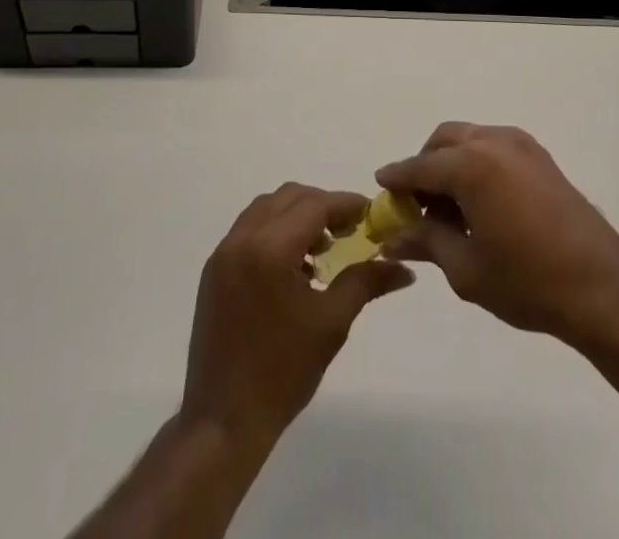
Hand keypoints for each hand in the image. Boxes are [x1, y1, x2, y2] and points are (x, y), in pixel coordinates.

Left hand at [181, 183, 413, 444]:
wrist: (223, 421)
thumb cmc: (282, 372)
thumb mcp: (331, 324)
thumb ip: (366, 282)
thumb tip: (405, 269)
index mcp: (270, 249)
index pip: (315, 205)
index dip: (346, 204)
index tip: (371, 213)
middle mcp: (242, 239)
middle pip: (290, 197)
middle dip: (322, 206)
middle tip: (349, 231)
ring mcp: (223, 253)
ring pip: (267, 208)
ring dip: (297, 216)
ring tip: (321, 250)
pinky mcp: (213, 269)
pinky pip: (249, 229)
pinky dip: (275, 231)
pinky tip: (294, 266)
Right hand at [376, 124, 618, 348]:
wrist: (601, 288)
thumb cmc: (527, 282)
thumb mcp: (466, 269)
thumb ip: (426, 242)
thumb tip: (392, 238)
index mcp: (471, 164)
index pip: (420, 166)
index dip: (397, 179)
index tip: (380, 187)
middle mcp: (494, 142)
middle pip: (443, 141)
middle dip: (424, 166)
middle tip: (416, 205)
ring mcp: (521, 145)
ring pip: (469, 139)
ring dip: (451, 163)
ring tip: (449, 209)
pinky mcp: (540, 156)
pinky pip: (493, 147)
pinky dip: (476, 163)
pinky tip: (479, 203)